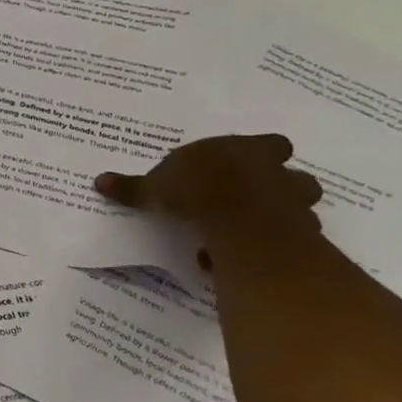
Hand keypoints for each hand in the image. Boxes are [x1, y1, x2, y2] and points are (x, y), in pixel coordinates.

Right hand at [94, 134, 322, 233]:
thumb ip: (133, 187)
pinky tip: (252, 257)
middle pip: (296, 176)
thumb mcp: (155, 187)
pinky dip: (275, 248)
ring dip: (283, 219)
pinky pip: (291, 242)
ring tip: (253, 232)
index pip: (273, 144)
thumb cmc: (196, 189)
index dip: (265, 153)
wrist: (235, 220)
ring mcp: (293, 204)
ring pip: (302, 208)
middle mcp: (277, 173)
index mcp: (248, 150)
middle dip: (282, 188)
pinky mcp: (298, 235)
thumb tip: (99, 181)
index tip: (248, 165)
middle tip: (254, 201)